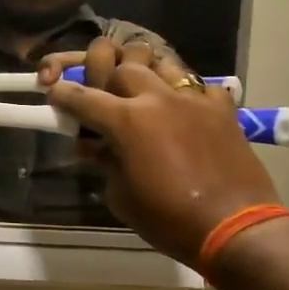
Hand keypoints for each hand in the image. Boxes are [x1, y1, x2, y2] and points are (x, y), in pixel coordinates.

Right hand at [39, 38, 282, 267]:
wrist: (235, 228)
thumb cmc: (169, 220)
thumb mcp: (121, 197)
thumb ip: (105, 162)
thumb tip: (96, 147)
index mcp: (126, 120)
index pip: (82, 96)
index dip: (63, 93)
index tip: (53, 92)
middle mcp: (157, 98)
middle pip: (121, 64)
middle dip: (104, 74)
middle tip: (101, 93)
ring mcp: (193, 99)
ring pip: (160, 62)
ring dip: (144, 72)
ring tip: (141, 90)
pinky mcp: (222, 108)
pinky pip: (198, 84)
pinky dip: (184, 91)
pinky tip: (181, 108)